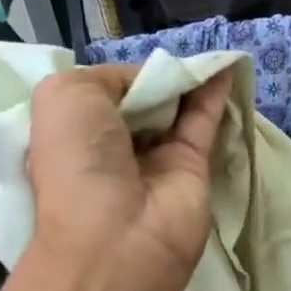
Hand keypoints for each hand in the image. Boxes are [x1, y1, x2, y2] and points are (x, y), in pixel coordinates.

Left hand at [28, 63, 234, 290]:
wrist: (117, 238)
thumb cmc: (78, 161)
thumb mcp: (66, 96)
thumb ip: (108, 78)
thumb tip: (150, 85)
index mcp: (74, 133)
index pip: (103, 92)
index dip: (121, 77)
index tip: (135, 66)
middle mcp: (113, 146)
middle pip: (141, 98)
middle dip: (154, 77)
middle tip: (173, 57)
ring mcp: (155, 158)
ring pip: (174, 108)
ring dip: (187, 80)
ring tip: (204, 53)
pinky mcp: (192, 167)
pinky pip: (203, 122)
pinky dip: (213, 93)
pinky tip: (224, 66)